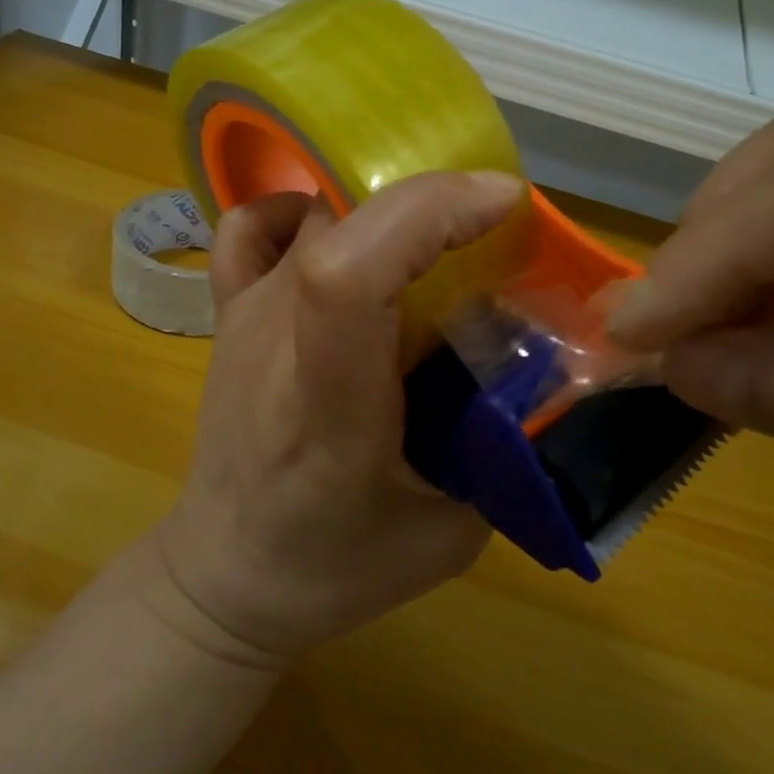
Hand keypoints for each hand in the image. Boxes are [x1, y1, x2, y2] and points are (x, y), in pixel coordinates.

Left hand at [154, 170, 521, 662]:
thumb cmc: (331, 565)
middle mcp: (276, 338)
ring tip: (433, 236)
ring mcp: (244, 316)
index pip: (351, 272)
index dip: (428, 213)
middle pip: (339, 223)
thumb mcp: (448, 534)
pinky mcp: (228, 312)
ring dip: (382, 205)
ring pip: (310, 214)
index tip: (503, 203)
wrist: (225, 572)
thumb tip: (547, 371)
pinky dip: (298, 209)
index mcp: (330, 402)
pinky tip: (336, 235)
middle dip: (429, 200)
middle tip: (490, 226)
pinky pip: (250, 228)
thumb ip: (502, 454)